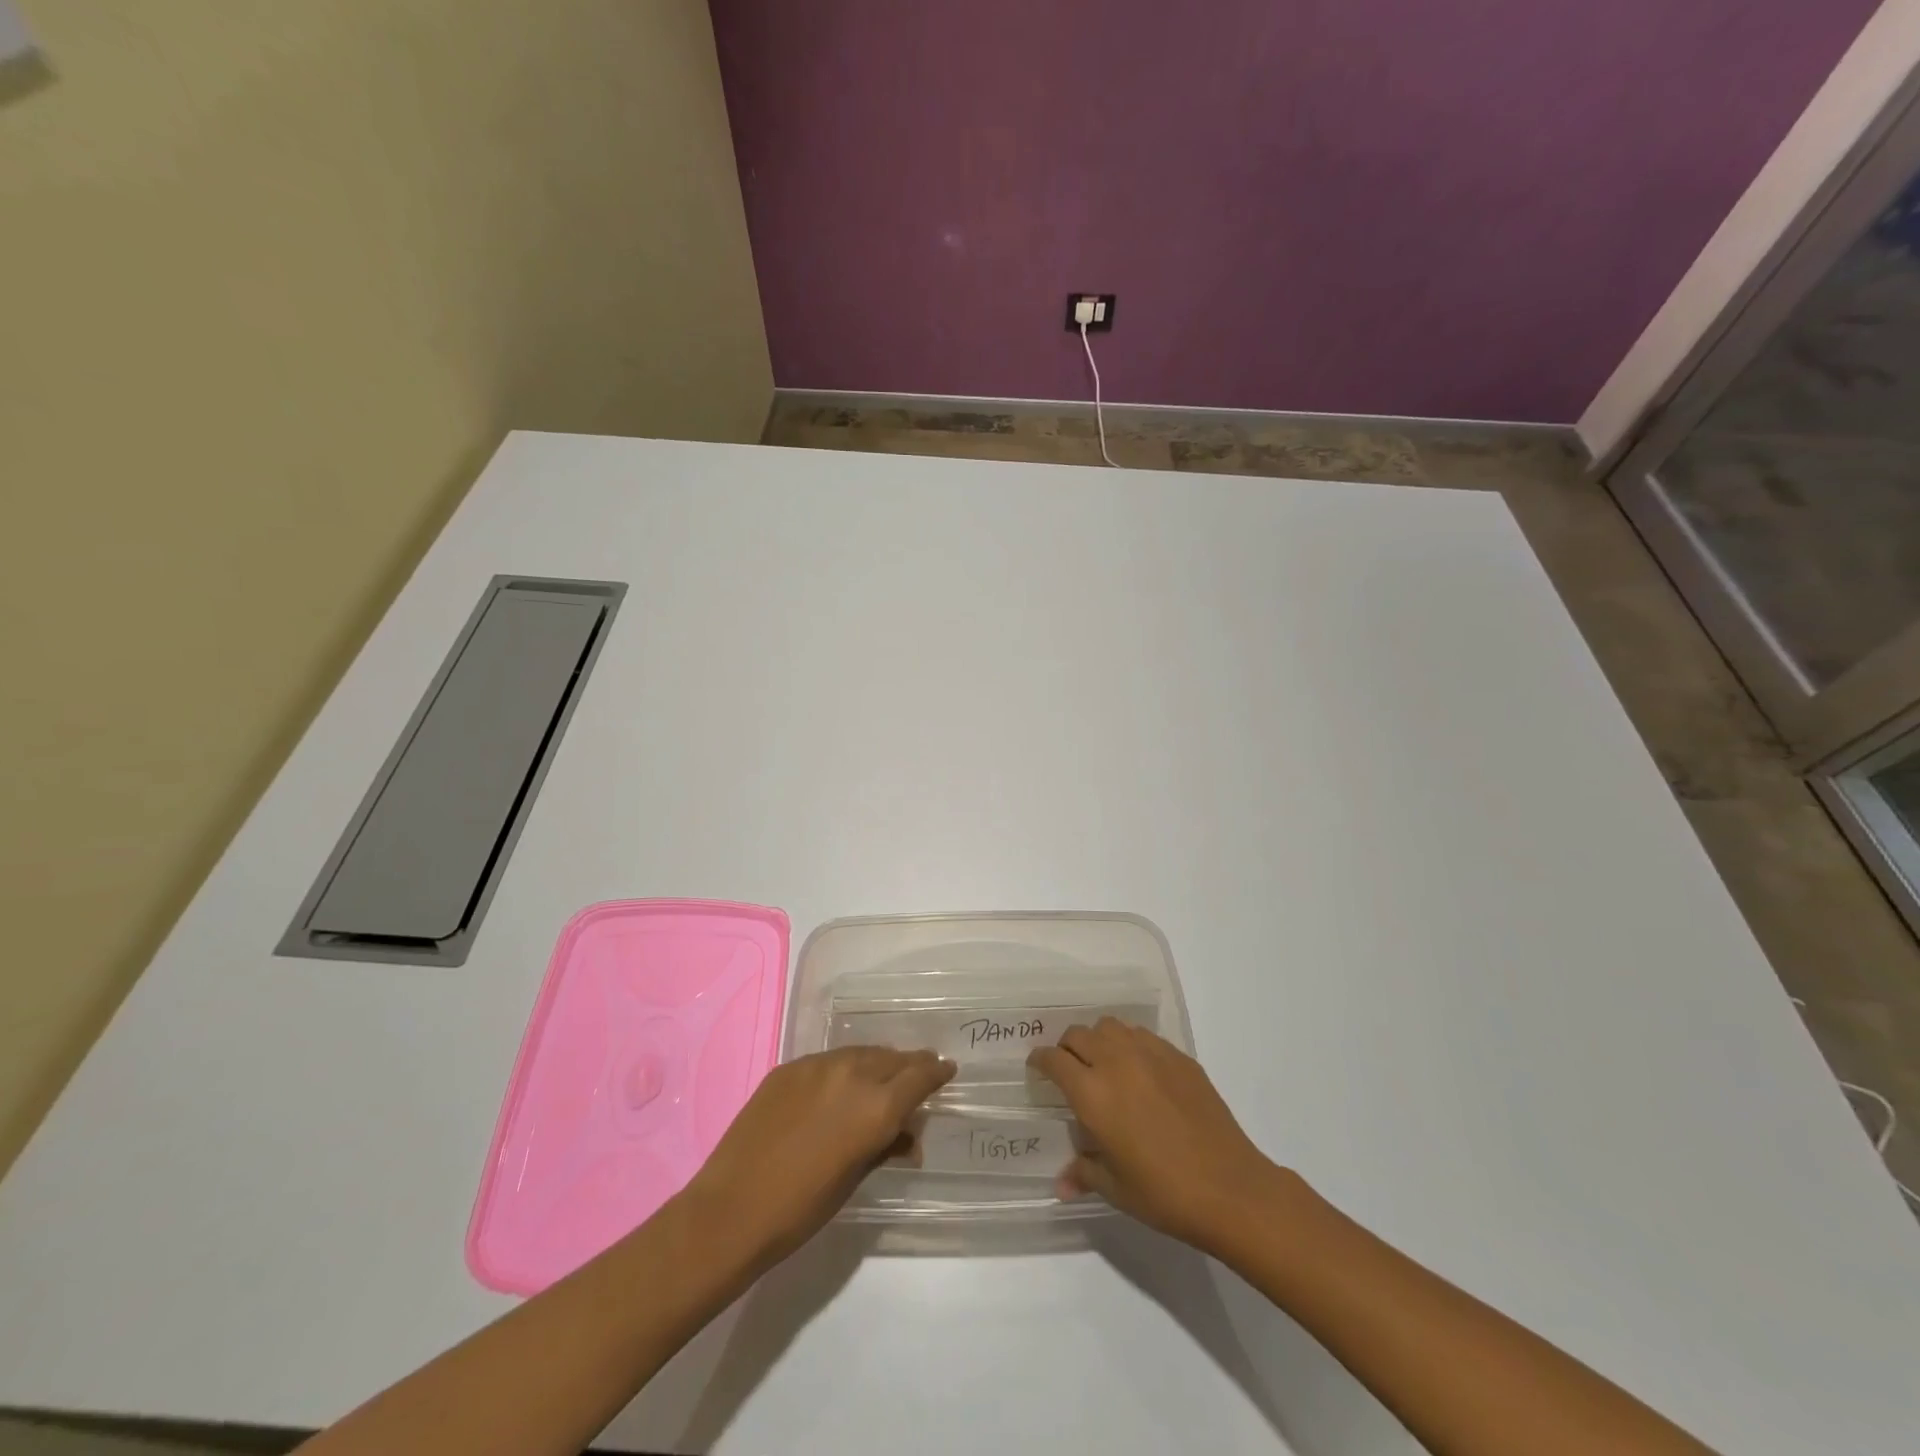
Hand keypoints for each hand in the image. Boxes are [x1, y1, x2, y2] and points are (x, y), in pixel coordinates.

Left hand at [680, 1047, 954, 1266]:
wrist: (731, 1209)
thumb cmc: (801, 1209)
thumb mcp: (853, 1179)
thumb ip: (885, 1147)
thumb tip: (909, 1137)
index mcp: (876, 1106)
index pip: (920, 1077)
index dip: (936, 1072)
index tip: (947, 1070)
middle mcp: (853, 1074)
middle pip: (893, 1058)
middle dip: (910, 1066)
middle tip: (920, 1073)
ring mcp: (817, 1065)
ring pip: (861, 1053)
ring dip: (877, 1064)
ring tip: (881, 1077)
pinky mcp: (789, 1067)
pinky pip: (829, 1060)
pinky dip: (844, 1069)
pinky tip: (839, 1087)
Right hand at [1028, 1018, 1286, 1251]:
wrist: (1230, 1187)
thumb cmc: (1165, 1193)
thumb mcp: (1116, 1189)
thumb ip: (1084, 1173)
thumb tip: (1061, 1184)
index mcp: (1092, 1094)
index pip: (1054, 1059)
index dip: (1041, 1060)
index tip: (1038, 1068)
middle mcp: (1116, 1063)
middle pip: (1078, 1035)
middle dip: (1067, 1048)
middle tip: (1070, 1069)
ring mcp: (1150, 1055)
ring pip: (1110, 1027)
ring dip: (1098, 1040)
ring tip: (1103, 1063)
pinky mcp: (1179, 1057)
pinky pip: (1143, 1036)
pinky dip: (1130, 1044)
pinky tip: (1140, 1071)